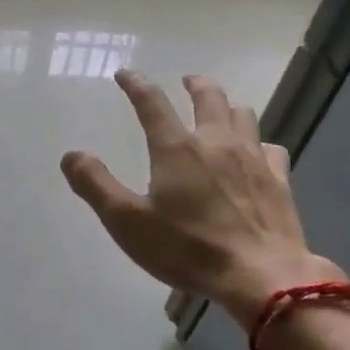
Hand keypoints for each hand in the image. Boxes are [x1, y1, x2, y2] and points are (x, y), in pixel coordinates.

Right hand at [61, 71, 340, 322]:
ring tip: (220, 111)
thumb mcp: (127, 222)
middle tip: (186, 81)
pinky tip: (256, 154)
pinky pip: (270, 148)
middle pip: (208, 97)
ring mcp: (253, 158)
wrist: (260, 275)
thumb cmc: (188, 248)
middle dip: (194, 84)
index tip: (125, 74)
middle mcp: (216, 141)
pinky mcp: (279, 179)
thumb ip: (96, 185)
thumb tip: (71, 154)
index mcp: (176, 148)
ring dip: (228, 106)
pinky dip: (259, 143)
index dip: (136, 84)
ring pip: (243, 115)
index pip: (151, 102)